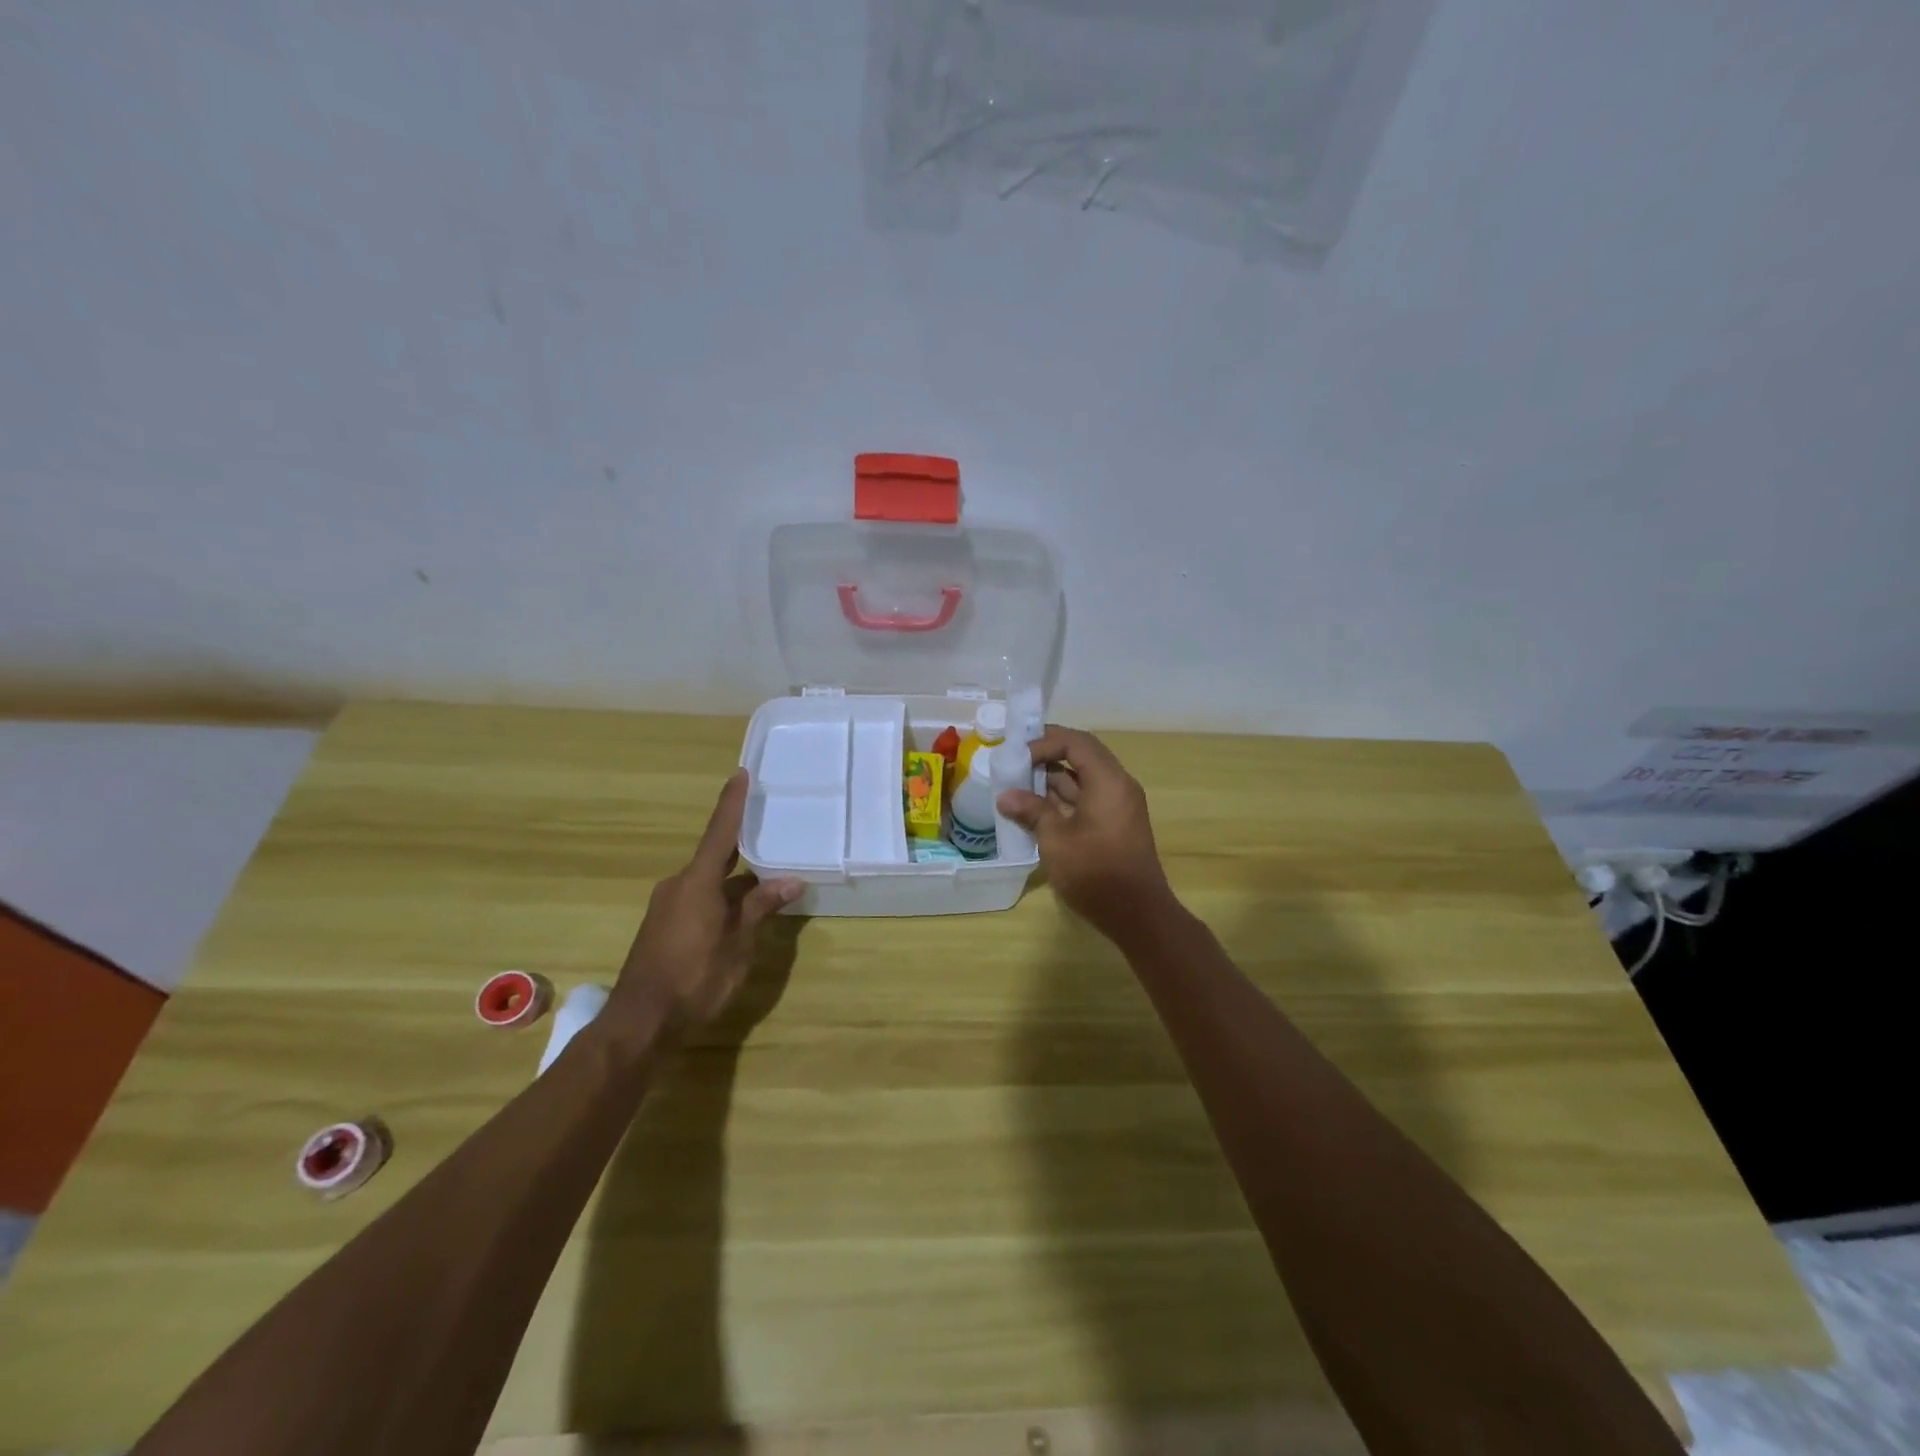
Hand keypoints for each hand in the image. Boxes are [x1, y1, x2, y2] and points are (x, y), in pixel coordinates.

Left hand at [612, 770, 804, 1031]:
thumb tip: (790, 881)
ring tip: (768, 883)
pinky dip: (722, 899)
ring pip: (709, 883)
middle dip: (743, 848)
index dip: (732, 803)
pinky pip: (699, 900)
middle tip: (770, 832)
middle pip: (715, 857)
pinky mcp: (663, 927)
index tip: (740, 774)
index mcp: (697, 882)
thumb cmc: (695, 978)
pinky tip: (742, 914)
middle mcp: (678, 885)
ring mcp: (667, 906)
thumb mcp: (738, 944)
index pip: (720, 832)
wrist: (640, 1023)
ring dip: (736, 883)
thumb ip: (761, 908)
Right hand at [995, 725, 1177, 944]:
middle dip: (1046, 756)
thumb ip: (1031, 811)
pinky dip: (1062, 798)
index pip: (1076, 742)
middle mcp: (1117, 785)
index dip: (1044, 742)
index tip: (1017, 756)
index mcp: (1108, 781)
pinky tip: (1034, 808)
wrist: (1137, 914)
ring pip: (1082, 779)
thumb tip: (1005, 796)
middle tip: (1014, 762)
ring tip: (1016, 784)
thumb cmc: (1095, 872)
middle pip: (1081, 756)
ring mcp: (1118, 805)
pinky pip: (1087, 798)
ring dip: (1051, 779)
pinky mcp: (1114, 824)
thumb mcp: (1055, 839)